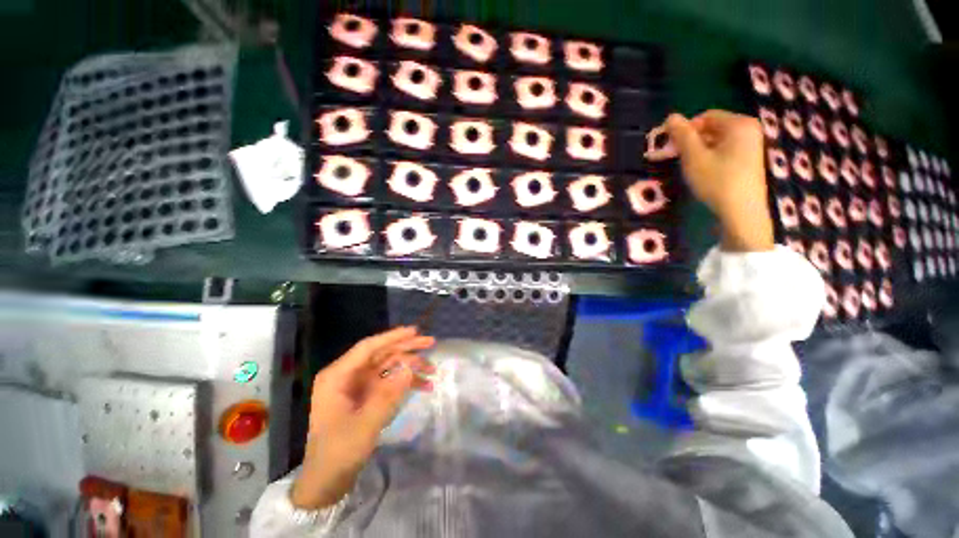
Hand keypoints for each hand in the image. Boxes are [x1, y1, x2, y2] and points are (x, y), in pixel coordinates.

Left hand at [291, 326, 434, 509]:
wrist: (327, 481)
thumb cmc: (339, 452)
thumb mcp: (365, 425)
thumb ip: (389, 394)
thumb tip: (411, 368)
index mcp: (338, 376)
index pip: (368, 347)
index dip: (393, 337)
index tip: (415, 331)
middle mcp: (348, 375)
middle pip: (382, 353)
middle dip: (407, 348)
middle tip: (431, 343)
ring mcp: (358, 385)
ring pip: (389, 366)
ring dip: (411, 366)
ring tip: (433, 370)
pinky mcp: (366, 396)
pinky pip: (389, 381)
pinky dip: (406, 382)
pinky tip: (424, 386)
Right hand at [661, 110, 774, 252]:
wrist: (741, 211)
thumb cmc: (717, 181)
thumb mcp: (694, 157)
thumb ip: (682, 135)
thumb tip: (671, 116)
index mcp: (738, 124)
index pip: (706, 116)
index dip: (686, 129)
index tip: (672, 147)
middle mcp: (749, 129)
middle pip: (713, 127)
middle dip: (692, 140)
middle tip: (678, 158)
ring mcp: (752, 144)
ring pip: (718, 140)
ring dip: (699, 150)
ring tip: (691, 167)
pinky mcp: (750, 159)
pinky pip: (726, 150)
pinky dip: (711, 157)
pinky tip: (705, 172)